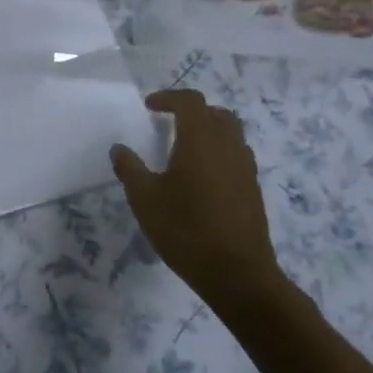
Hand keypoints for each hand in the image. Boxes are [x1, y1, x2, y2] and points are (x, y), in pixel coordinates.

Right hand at [111, 90, 282, 309]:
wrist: (238, 274)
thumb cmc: (186, 229)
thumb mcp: (144, 199)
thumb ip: (129, 169)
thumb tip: (119, 149)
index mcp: (200, 140)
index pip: (190, 102)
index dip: (168, 98)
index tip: (149, 107)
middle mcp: (228, 147)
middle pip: (217, 114)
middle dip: (193, 112)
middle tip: (170, 124)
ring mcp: (245, 169)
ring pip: (231, 135)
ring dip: (210, 133)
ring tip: (185, 152)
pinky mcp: (253, 191)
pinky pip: (237, 158)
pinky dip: (220, 156)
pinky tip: (202, 180)